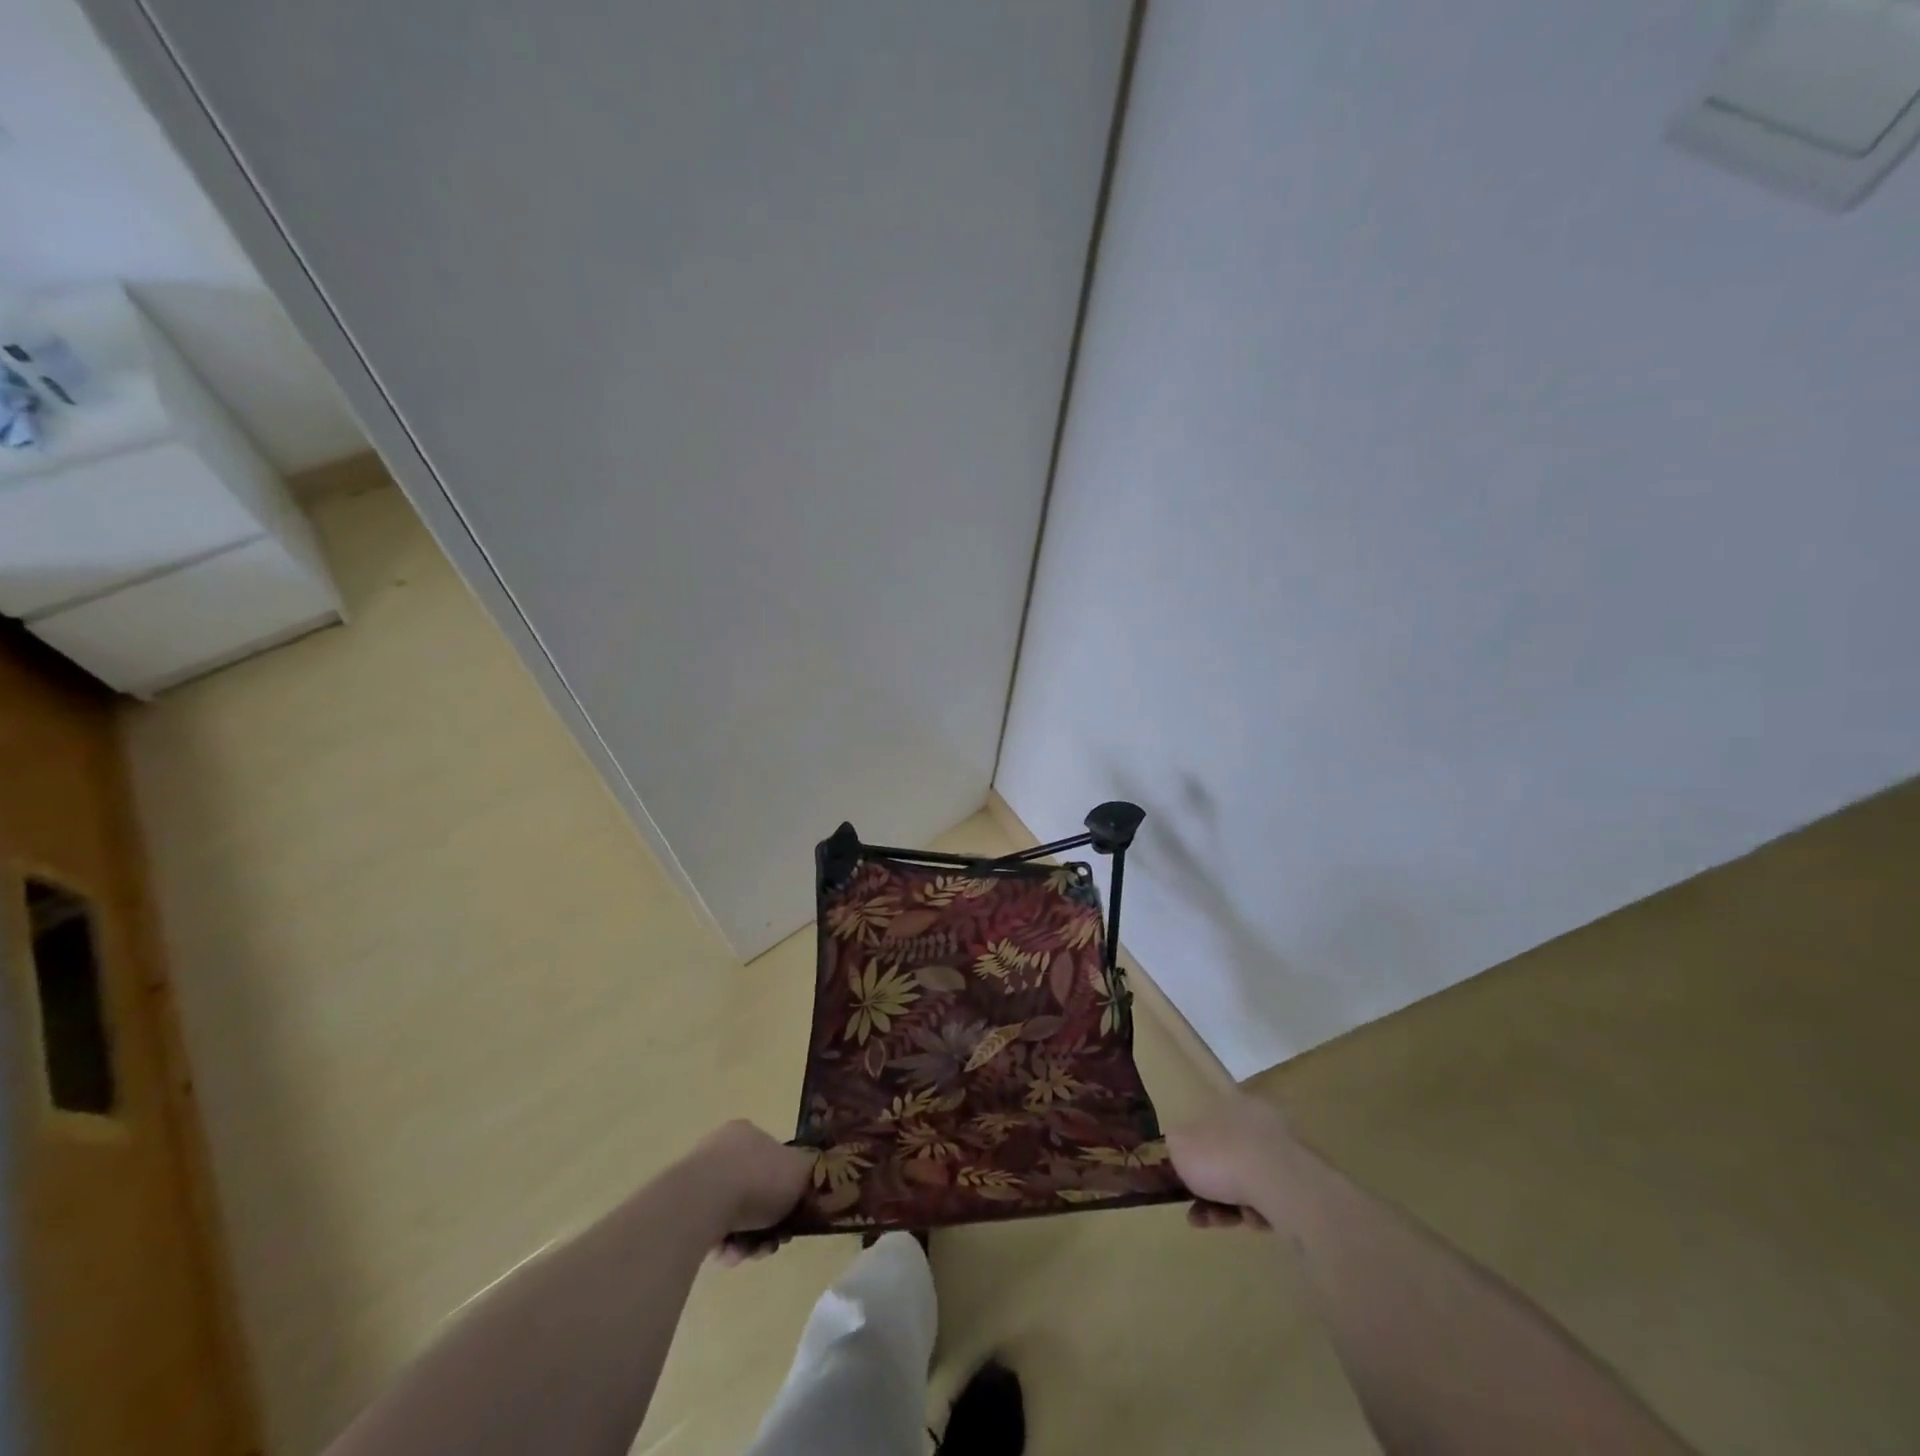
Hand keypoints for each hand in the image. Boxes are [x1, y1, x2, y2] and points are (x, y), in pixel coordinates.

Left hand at [680, 1120, 812, 1262]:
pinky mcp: (680, 1210)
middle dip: (767, 1222)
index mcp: (748, 1133)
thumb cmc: (757, 1178)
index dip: (787, 1191)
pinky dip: (725, 1246)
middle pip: (754, 1192)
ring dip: (747, 1239)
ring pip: (734, 1216)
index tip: (792, 1216)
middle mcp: (721, 1150)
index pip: (773, 1160)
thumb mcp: (800, 1171)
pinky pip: (711, 1231)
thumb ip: (811, 1173)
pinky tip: (729, 1255)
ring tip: (750, 1253)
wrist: (703, 1201)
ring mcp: (697, 1179)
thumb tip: (814, 1179)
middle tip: (774, 1240)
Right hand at [1166, 1094, 1294, 1231]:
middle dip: (1210, 1188)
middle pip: (1228, 1158)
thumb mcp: (1180, 1146)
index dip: (1193, 1155)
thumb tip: (1178, 1146)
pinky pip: (1270, 1200)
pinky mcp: (1303, 1185)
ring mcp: (1285, 1153)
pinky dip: (1256, 1212)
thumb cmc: (1222, 1156)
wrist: (1278, 1183)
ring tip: (1217, 1223)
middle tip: (1197, 1212)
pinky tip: (1250, 1220)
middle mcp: (1260, 1122)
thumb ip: (1175, 1144)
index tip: (1183, 1180)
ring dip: (1228, 1205)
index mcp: (1232, 1104)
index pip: (1209, 1126)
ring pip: (1248, 1182)